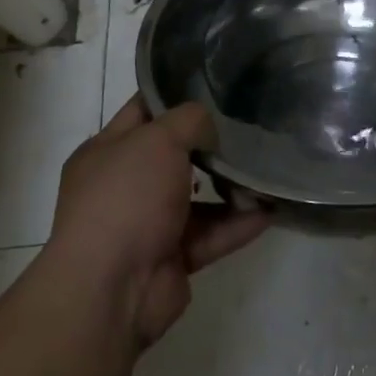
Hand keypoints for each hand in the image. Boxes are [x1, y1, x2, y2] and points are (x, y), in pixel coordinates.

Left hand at [45, 97, 269, 347]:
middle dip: (210, 143)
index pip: (144, 111)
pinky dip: (237, 223)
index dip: (175, 95)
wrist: (111, 291)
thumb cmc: (126, 199)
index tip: (216, 84)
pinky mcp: (171, 258)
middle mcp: (124, 186)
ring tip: (267, 168)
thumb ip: (190, 121)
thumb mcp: (158, 140)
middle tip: (249, 125)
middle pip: (173, 155)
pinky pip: (211, 234)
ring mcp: (146, 224)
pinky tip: (269, 209)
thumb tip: (210, 130)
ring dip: (230, 186)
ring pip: (196, 197)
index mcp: (106, 152)